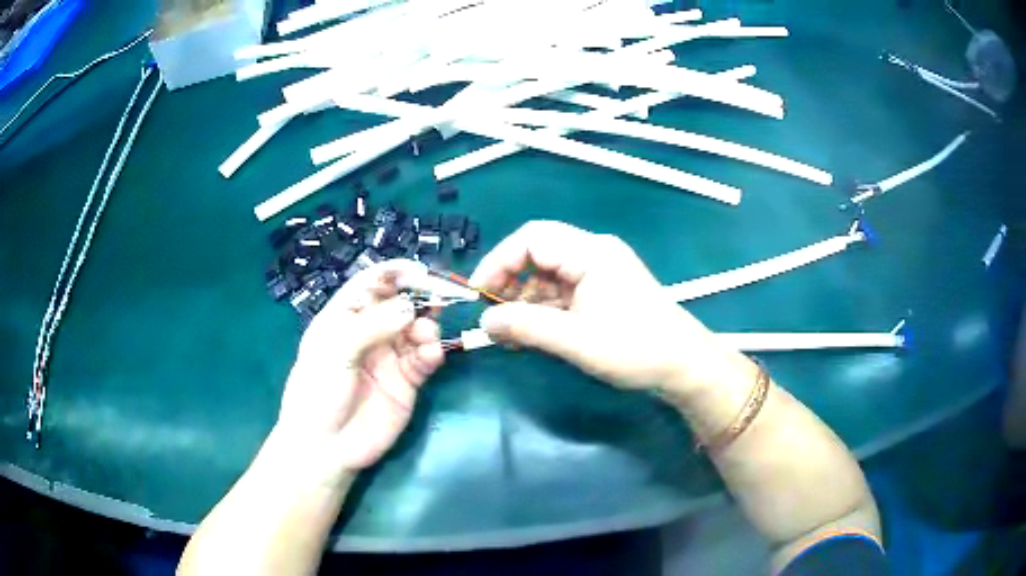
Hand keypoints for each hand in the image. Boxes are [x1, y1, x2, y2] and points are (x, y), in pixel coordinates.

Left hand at [275, 260, 443, 486]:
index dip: (393, 273)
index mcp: (343, 317)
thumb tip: (410, 307)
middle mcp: (369, 332)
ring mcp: (390, 357)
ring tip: (426, 336)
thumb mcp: (335, 352)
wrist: (326, 448)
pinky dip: (432, 353)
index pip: (371, 284)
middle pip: (399, 304)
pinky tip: (431, 355)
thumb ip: (371, 325)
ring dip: (426, 326)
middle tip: (436, 300)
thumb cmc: (318, 393)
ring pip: (416, 329)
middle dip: (418, 298)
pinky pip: (424, 359)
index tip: (417, 270)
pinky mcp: (407, 381)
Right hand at [471, 221, 739, 394]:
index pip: (531, 239)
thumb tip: (483, 322)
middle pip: (538, 254)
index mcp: (590, 252)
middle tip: (492, 314)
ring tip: (509, 333)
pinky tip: (530, 334)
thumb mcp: (575, 340)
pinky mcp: (603, 292)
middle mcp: (593, 253)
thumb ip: (526, 327)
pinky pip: (562, 292)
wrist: (684, 366)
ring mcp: (599, 273)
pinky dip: (543, 310)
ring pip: (548, 276)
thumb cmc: (635, 349)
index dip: (499, 261)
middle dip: (509, 281)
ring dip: (525, 300)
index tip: (478, 294)